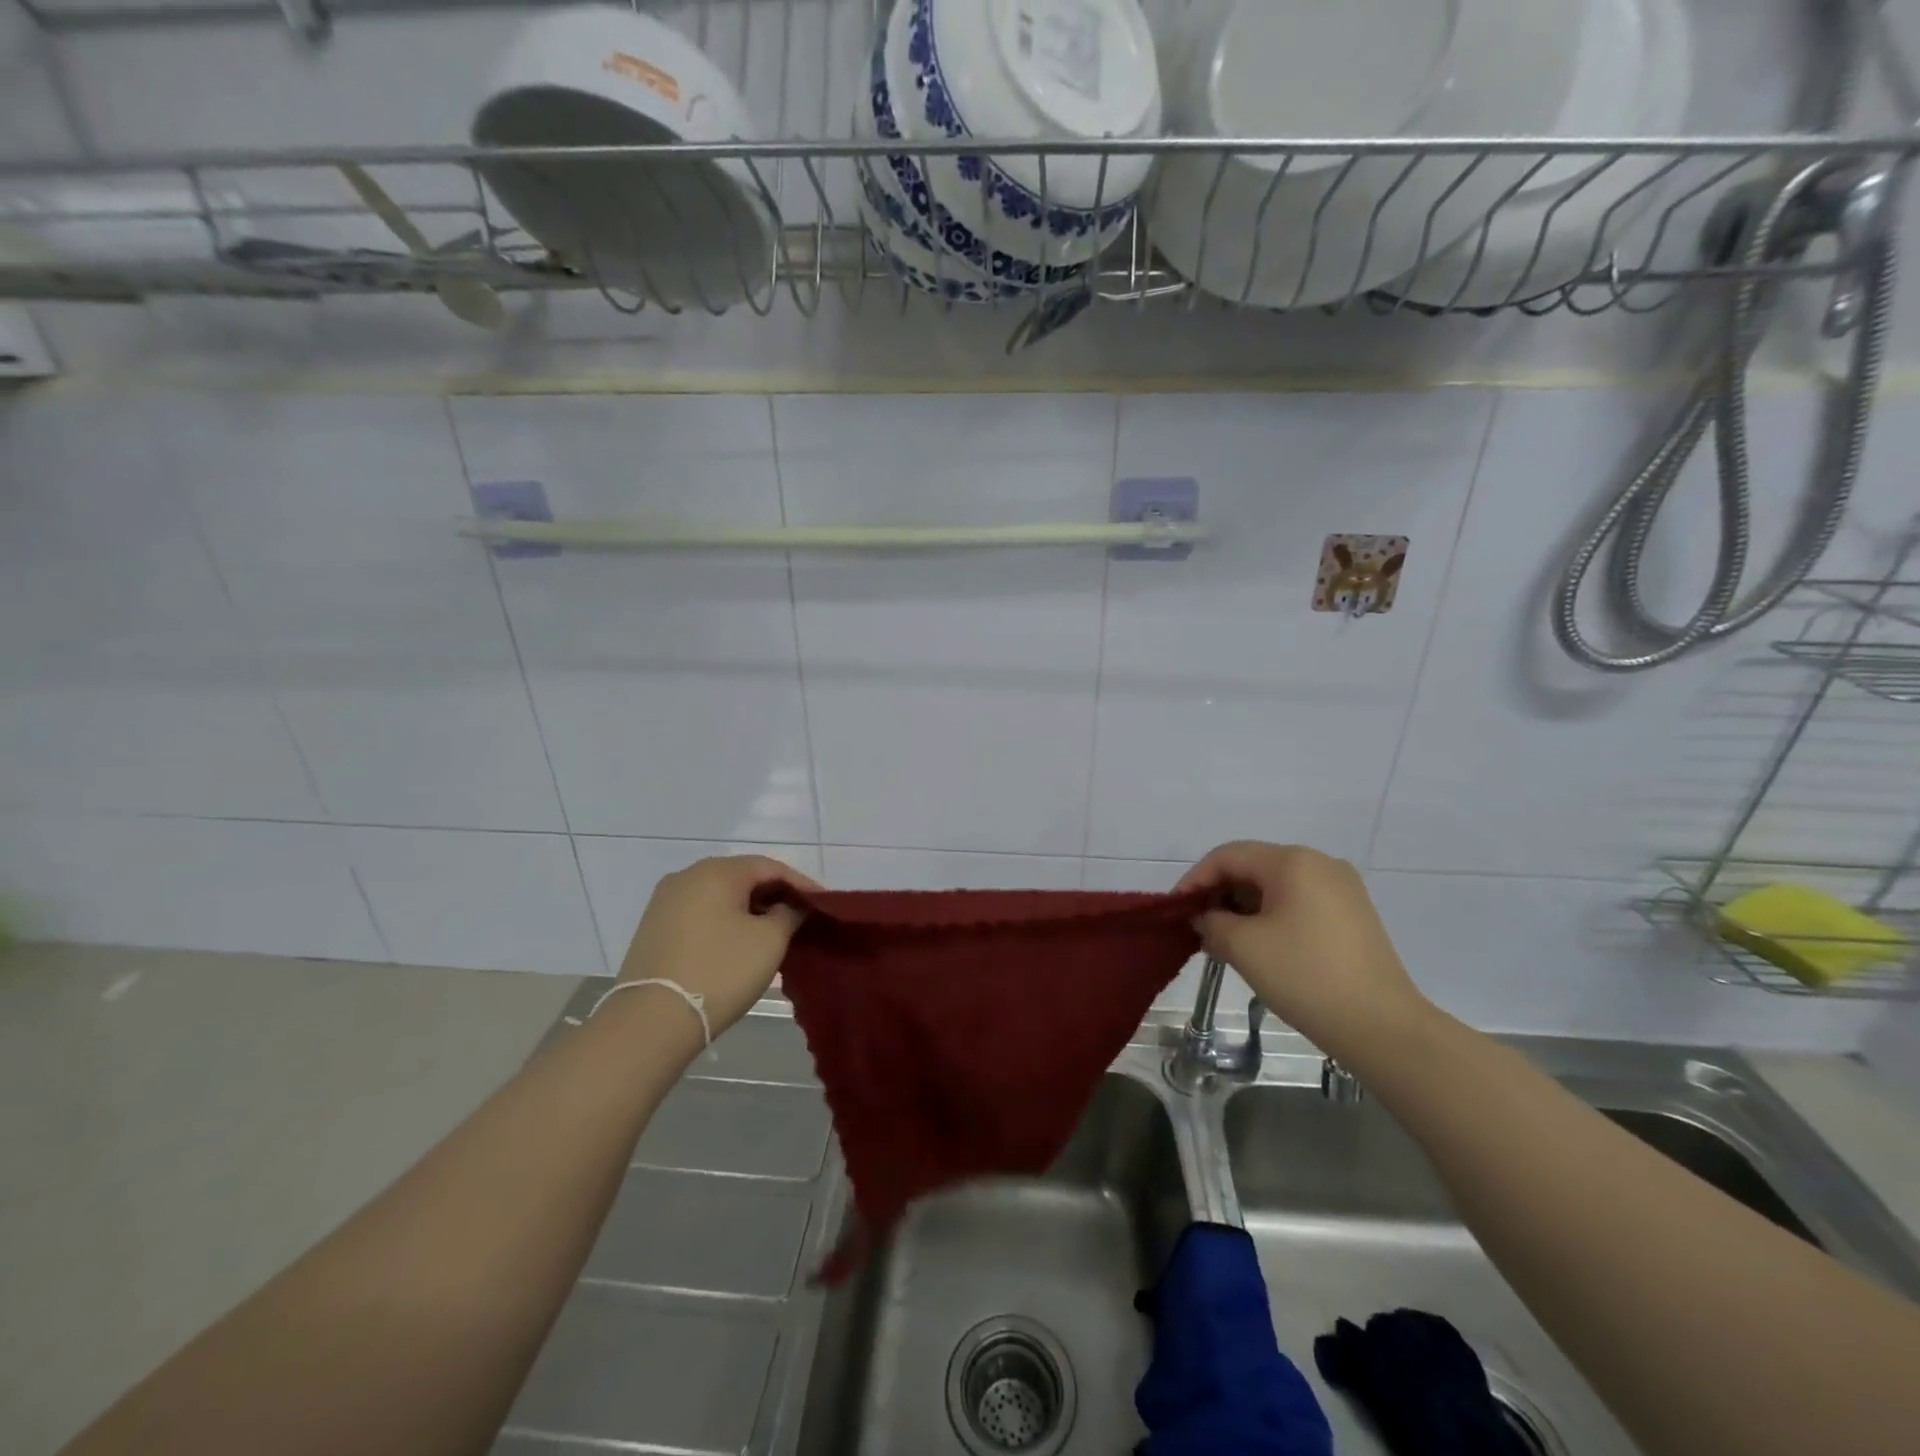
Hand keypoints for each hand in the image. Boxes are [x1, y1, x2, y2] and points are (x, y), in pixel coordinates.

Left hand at [618, 856, 818, 1038]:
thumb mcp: (769, 941)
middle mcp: (686, 876)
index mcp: (717, 871)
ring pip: (719, 896)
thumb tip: (790, 906)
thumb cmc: (720, 971)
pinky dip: (724, 923)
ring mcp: (664, 902)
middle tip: (800, 917)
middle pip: (742, 878)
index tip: (822, 904)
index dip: (801, 884)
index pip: (770, 867)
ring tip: (772, 933)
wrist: (651, 1021)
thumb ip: (789, 914)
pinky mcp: (652, 928)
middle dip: (773, 896)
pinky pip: (700, 914)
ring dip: (748, 910)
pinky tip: (737, 944)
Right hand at [1176, 842, 1432, 1063]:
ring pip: (1276, 885)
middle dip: (1219, 894)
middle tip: (1197, 927)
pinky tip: (1259, 946)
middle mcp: (1320, 863)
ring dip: (1244, 907)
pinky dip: (1271, 917)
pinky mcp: (1353, 915)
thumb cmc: (1306, 977)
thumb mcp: (1244, 947)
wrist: (1383, 1028)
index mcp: (1293, 861)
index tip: (1176, 909)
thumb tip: (1205, 918)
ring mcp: (1342, 889)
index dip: (1195, 879)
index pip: (1228, 855)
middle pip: (1253, 866)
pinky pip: (1298, 902)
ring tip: (1223, 940)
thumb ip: (1211, 922)